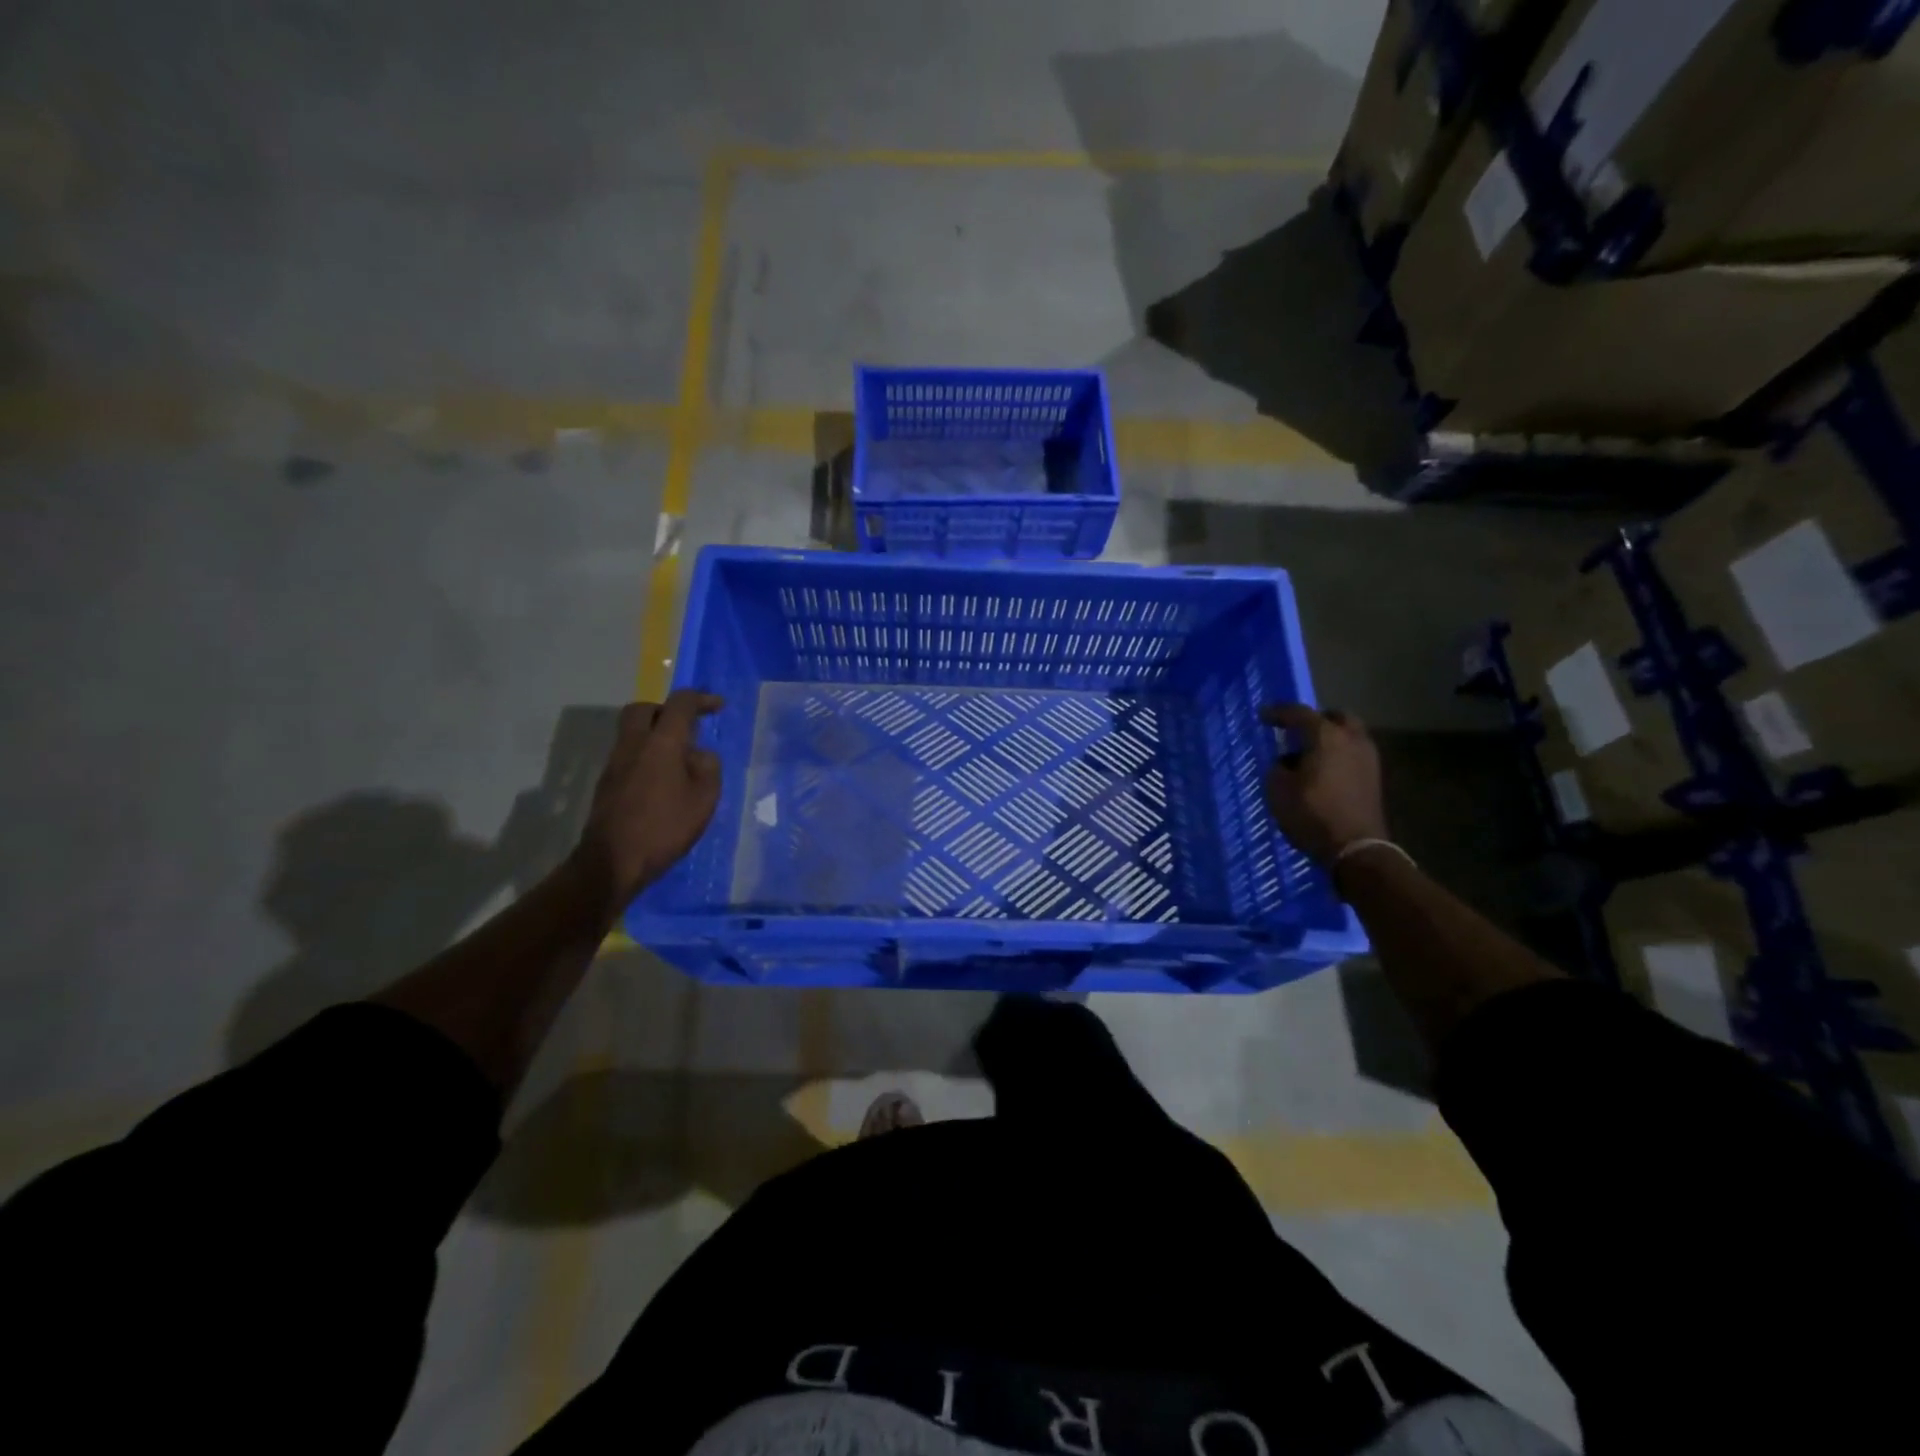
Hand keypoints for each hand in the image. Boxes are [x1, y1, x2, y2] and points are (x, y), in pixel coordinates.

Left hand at [575, 690, 723, 916]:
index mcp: (661, 742)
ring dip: (655, 734)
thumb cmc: (665, 827)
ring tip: (679, 758)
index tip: (718, 706)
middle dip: (667, 710)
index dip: (700, 699)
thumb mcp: (704, 799)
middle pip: (644, 709)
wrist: (613, 861)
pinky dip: (646, 755)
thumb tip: (699, 755)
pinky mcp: (607, 783)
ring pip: (633, 732)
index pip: (679, 704)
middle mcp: (634, 744)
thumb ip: (708, 768)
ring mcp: (615, 763)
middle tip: (687, 726)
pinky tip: (662, 780)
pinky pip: (629, 754)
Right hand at [1260, 703, 1387, 865]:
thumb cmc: (1312, 813)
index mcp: (1326, 736)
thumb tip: (1287, 763)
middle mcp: (1352, 740)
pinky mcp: (1374, 778)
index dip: (1278, 713)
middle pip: (1335, 717)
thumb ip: (1278, 768)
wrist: (1356, 848)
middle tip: (1295, 729)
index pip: (1300, 713)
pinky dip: (1337, 755)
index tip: (1263, 716)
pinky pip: (1352, 754)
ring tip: (1307, 754)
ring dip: (1329, 738)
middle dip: (1315, 719)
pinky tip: (1321, 771)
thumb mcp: (1278, 790)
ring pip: (1348, 735)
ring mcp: (1368, 759)